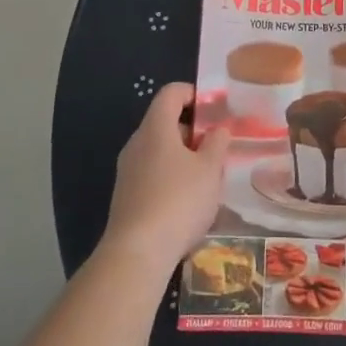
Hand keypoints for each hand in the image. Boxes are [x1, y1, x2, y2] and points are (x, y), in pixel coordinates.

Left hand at [102, 83, 232, 271]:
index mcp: (156, 127)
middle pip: (165, 121)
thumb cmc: (179, 201)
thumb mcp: (210, 170)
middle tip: (218, 149)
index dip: (194, 93)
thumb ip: (217, 143)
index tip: (216, 110)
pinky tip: (188, 202)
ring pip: (160, 150)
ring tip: (208, 178)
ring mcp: (128, 170)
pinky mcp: (126, 195)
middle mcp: (137, 142)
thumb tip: (218, 129)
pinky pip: (152, 173)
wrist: (137, 253)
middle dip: (194, 131)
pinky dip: (172, 176)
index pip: (172, 93)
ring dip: (184, 156)